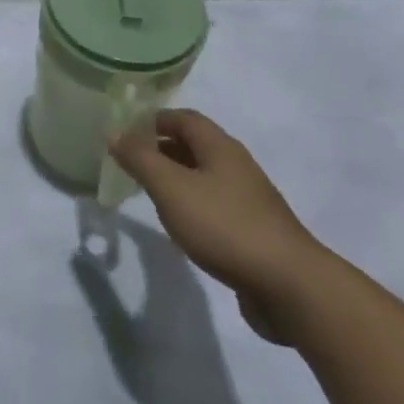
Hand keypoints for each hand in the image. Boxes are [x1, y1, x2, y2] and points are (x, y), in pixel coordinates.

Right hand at [110, 110, 325, 338]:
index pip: (183, 118)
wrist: (289, 286)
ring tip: (147, 192)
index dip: (152, 120)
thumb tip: (114, 133)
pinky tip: (180, 225)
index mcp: (220, 147)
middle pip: (194, 145)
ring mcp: (248, 199)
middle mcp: (236, 165)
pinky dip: (191, 205)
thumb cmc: (224, 226)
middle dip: (160, 148)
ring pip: (204, 176)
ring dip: (175, 178)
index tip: (123, 133)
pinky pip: (214, 205)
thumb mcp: (171, 188)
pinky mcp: (253, 231)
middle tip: (128, 162)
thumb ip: (140, 159)